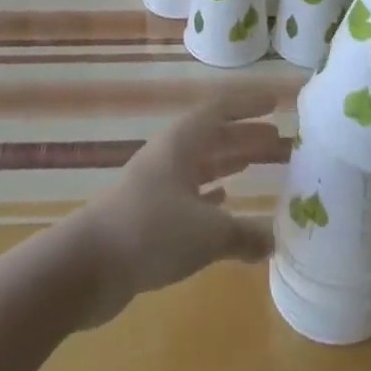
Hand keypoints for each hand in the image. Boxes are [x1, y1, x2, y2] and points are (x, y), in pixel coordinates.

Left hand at [66, 90, 277, 326]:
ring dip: (234, 163)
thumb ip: (245, 234)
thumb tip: (275, 240)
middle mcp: (171, 155)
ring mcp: (158, 184)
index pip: (221, 110)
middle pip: (217, 137)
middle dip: (250, 138)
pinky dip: (213, 193)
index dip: (249, 105)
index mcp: (182, 142)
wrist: (85, 267)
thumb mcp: (207, 233)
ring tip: (264, 165)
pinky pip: (191, 194)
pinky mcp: (150, 214)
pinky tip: (227, 200)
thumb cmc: (149, 232)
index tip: (277, 103)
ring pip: (205, 165)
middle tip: (285, 144)